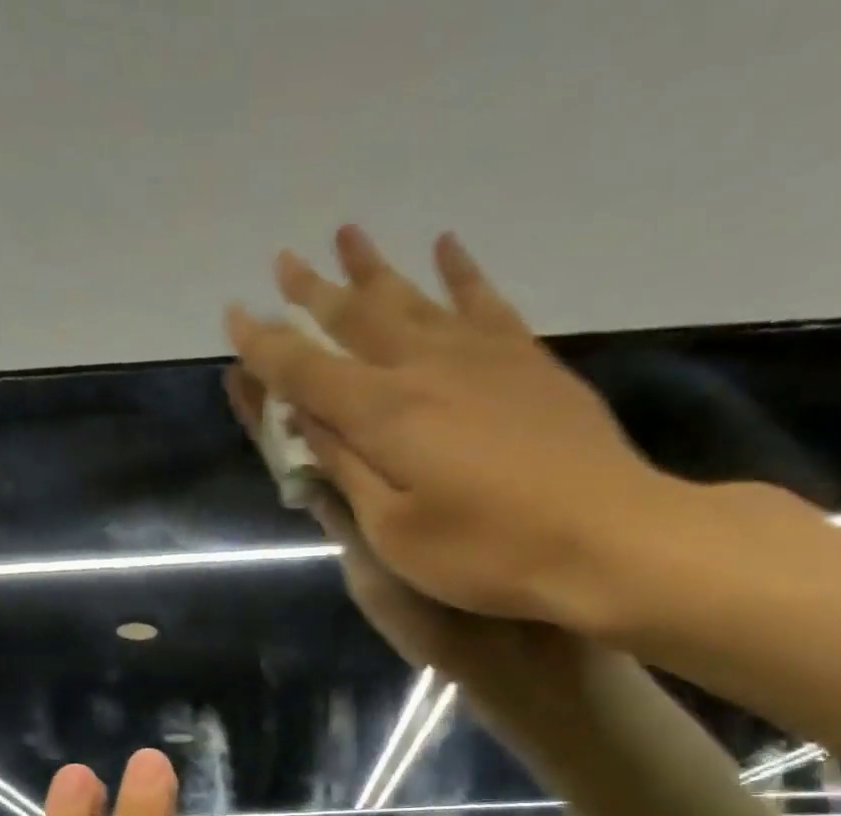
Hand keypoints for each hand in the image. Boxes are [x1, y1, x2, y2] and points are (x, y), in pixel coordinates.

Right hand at [226, 225, 692, 634]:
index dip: (266, 346)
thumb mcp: (395, 532)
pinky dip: (460, 272)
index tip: (236, 317)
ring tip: (346, 237)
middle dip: (313, 294)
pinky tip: (445, 248)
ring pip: (413, 299)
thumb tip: (307, 421)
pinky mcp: (528, 361)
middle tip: (284, 263)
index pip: (306, 372)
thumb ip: (347, 470)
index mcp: (383, 416)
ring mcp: (482, 356)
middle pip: (356, 320)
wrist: (605, 538)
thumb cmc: (486, 553)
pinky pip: (485, 301)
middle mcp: (425, 368)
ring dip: (374, 269)